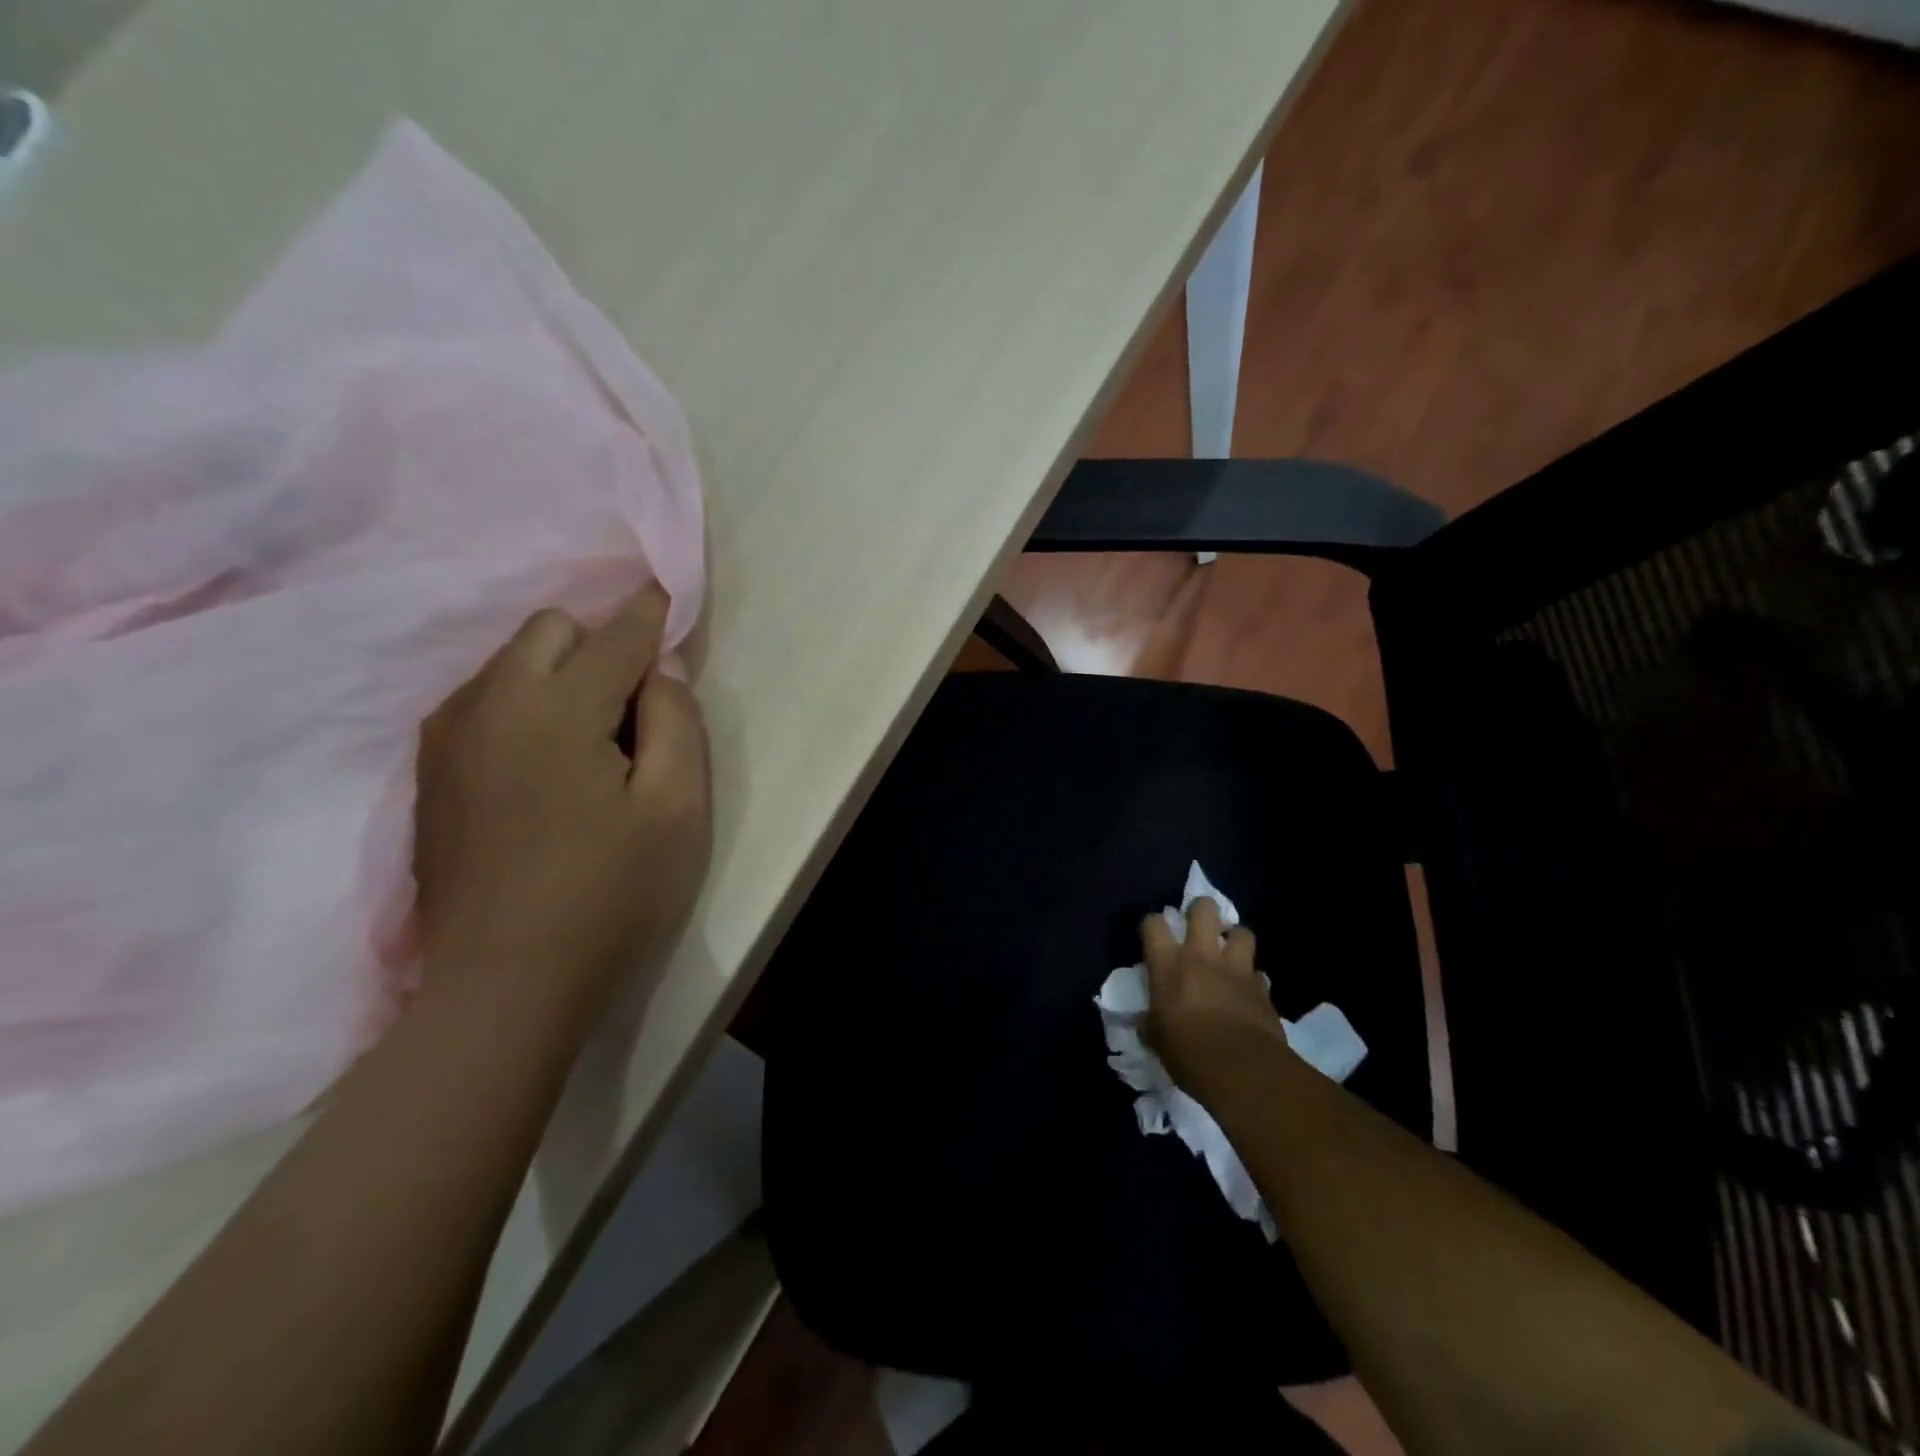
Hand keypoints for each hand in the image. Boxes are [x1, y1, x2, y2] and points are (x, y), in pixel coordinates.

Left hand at [412, 585, 711, 1010]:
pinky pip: (483, 702)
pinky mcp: (430, 773)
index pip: (615, 635)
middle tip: (635, 707)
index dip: (651, 614)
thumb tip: (659, 673)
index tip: (670, 596)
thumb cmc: (610, 895)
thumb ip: (676, 723)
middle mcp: (488, 704)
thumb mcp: (677, 810)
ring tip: (592, 742)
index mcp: (556, 710)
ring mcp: (447, 738)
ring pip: (510, 663)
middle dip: (600, 643)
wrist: (503, 985)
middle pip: (550, 630)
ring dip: (560, 675)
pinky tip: (546, 768)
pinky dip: (524, 706)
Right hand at [1140, 897, 1292, 1105]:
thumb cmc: (1188, 1052)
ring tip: (1229, 953)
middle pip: (1203, 909)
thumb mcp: (1157, 1039)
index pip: (1153, 923)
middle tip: (1198, 927)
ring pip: (1242, 932)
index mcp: (1169, 964)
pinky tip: (1248, 991)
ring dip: (1235, 939)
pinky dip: (1252, 978)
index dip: (1152, 924)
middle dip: (1201, 910)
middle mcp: (1202, 956)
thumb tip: (1145, 1022)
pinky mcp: (1263, 989)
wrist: (1243, 1071)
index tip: (1153, 935)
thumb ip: (1150, 1022)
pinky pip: (1258, 973)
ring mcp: (1236, 969)